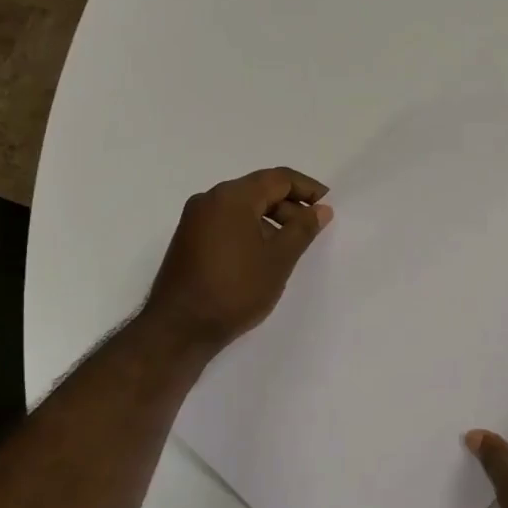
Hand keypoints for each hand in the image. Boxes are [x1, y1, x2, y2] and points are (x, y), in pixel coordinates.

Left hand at [142, 168, 332, 353]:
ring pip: (242, 208)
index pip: (278, 178)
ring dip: (270, 220)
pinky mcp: (188, 239)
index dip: (307, 188)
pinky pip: (226, 222)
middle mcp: (209, 199)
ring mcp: (194, 219)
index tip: (328, 205)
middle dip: (289, 206)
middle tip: (312, 230)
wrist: (179, 329)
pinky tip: (263, 256)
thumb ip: (303, 229)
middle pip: (258, 190)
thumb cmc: (235, 290)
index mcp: (232, 197)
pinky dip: (249, 230)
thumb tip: (321, 209)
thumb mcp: (278, 259)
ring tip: (291, 247)